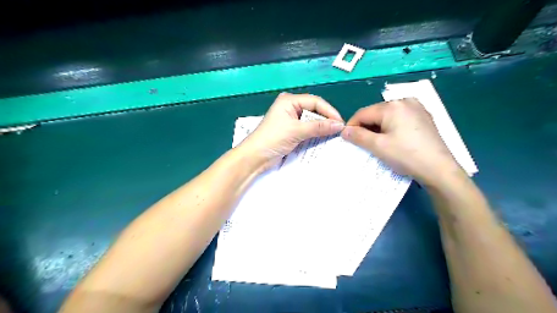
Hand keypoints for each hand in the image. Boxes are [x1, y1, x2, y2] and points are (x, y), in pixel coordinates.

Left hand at [241, 93, 346, 170]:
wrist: (255, 157)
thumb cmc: (273, 138)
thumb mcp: (297, 131)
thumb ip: (318, 127)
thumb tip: (339, 125)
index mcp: (289, 100)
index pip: (315, 102)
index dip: (329, 111)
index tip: (340, 123)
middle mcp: (291, 107)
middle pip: (314, 110)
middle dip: (326, 119)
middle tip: (339, 130)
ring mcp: (290, 119)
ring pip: (311, 121)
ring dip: (321, 128)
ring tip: (334, 135)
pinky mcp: (290, 131)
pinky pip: (307, 129)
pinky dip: (315, 134)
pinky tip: (323, 138)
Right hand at [342, 99, 463, 184]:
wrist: (439, 169)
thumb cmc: (406, 156)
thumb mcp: (378, 146)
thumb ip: (358, 136)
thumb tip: (343, 131)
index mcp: (392, 106)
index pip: (363, 113)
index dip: (352, 125)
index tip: (346, 139)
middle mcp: (405, 101)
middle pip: (376, 113)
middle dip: (366, 127)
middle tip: (362, 143)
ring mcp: (417, 108)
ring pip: (387, 116)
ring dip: (378, 128)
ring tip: (376, 143)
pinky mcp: (424, 117)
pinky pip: (400, 119)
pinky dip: (391, 127)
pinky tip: (393, 140)